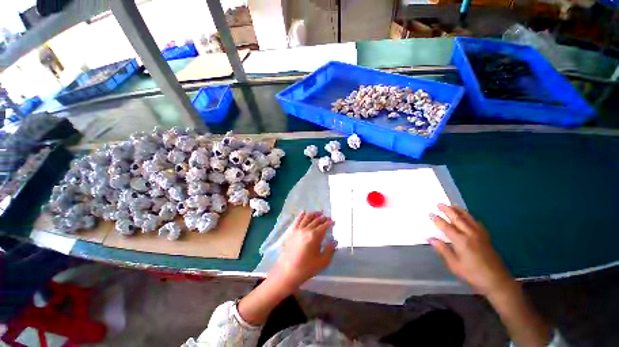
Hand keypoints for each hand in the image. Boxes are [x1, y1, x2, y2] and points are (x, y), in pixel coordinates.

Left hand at [270, 211, 335, 289]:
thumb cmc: (306, 268)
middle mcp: (306, 230)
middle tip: (328, 218)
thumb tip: (334, 241)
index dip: (330, 223)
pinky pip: (297, 220)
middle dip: (323, 218)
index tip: (334, 221)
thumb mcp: (322, 261)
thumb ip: (330, 249)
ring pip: (307, 217)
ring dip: (314, 214)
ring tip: (319, 213)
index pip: (324, 226)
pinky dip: (301, 215)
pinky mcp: (292, 232)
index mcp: (314, 236)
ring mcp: (298, 230)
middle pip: (316, 220)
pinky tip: (304, 212)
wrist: (287, 272)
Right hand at [429, 204, 514, 295]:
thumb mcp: (454, 265)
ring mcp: (480, 235)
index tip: (431, 214)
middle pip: (457, 219)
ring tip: (452, 205)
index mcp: (461, 241)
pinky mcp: (486, 237)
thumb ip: (443, 250)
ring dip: (459, 210)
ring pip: (468, 218)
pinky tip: (467, 216)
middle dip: (448, 210)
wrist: (497, 281)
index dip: (438, 220)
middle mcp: (470, 234)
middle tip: (439, 204)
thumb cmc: (473, 274)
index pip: (446, 227)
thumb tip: (431, 239)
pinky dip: (470, 217)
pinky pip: (476, 222)